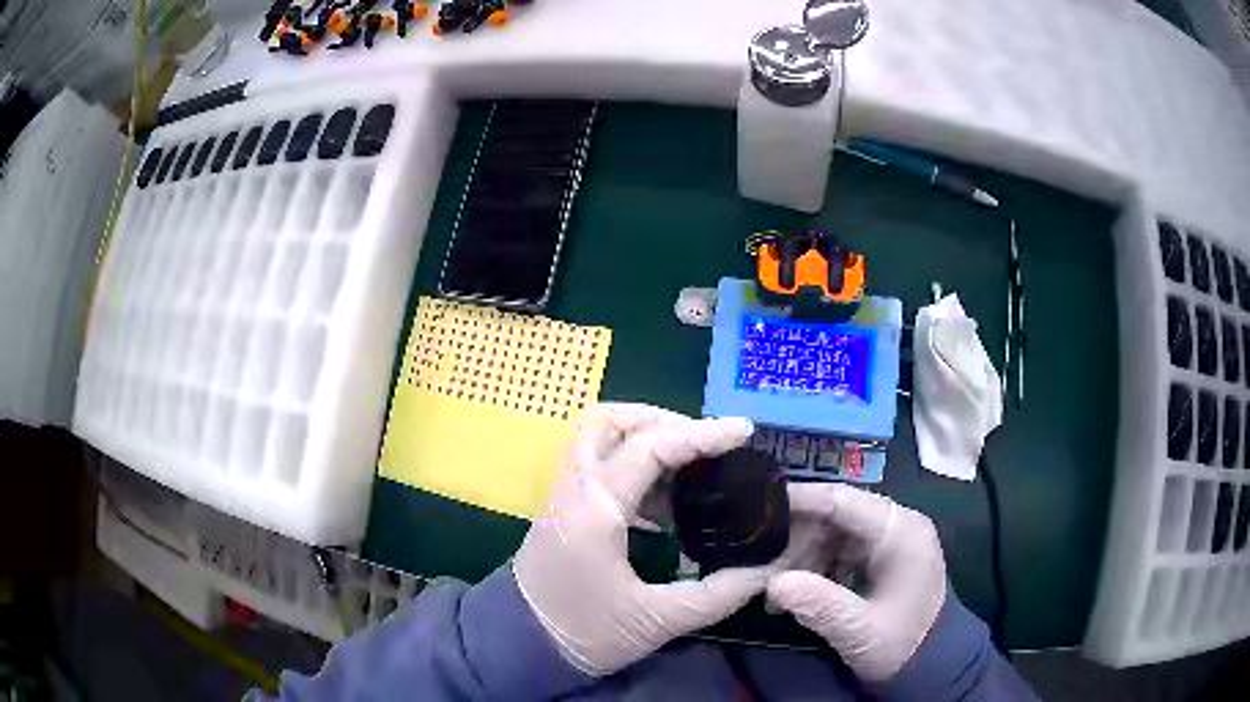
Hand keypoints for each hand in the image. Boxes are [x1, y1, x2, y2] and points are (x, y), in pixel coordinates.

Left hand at [513, 403, 769, 675]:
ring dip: (644, 440)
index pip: (649, 447)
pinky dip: (633, 467)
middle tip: (702, 443)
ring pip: (597, 439)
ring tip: (691, 470)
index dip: (701, 433)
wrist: (519, 646)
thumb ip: (717, 594)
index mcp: (596, 511)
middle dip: (659, 419)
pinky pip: (598, 467)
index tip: (742, 431)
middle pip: (607, 421)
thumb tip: (766, 572)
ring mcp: (564, 498)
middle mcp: (575, 491)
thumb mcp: (656, 621)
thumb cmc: (583, 634)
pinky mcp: (564, 512)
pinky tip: (666, 504)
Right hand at [766, 483, 946, 681]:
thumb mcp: (860, 629)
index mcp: (900, 530)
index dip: (799, 500)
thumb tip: (774, 583)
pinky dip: (816, 563)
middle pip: (835, 514)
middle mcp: (896, 524)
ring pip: (834, 531)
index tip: (757, 506)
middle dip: (796, 536)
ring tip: (773, 582)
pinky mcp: (881, 556)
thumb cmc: (902, 644)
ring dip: (803, 553)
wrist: (930, 662)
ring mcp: (889, 539)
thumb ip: (821, 605)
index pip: (843, 500)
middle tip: (760, 559)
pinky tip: (797, 588)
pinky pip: (840, 548)